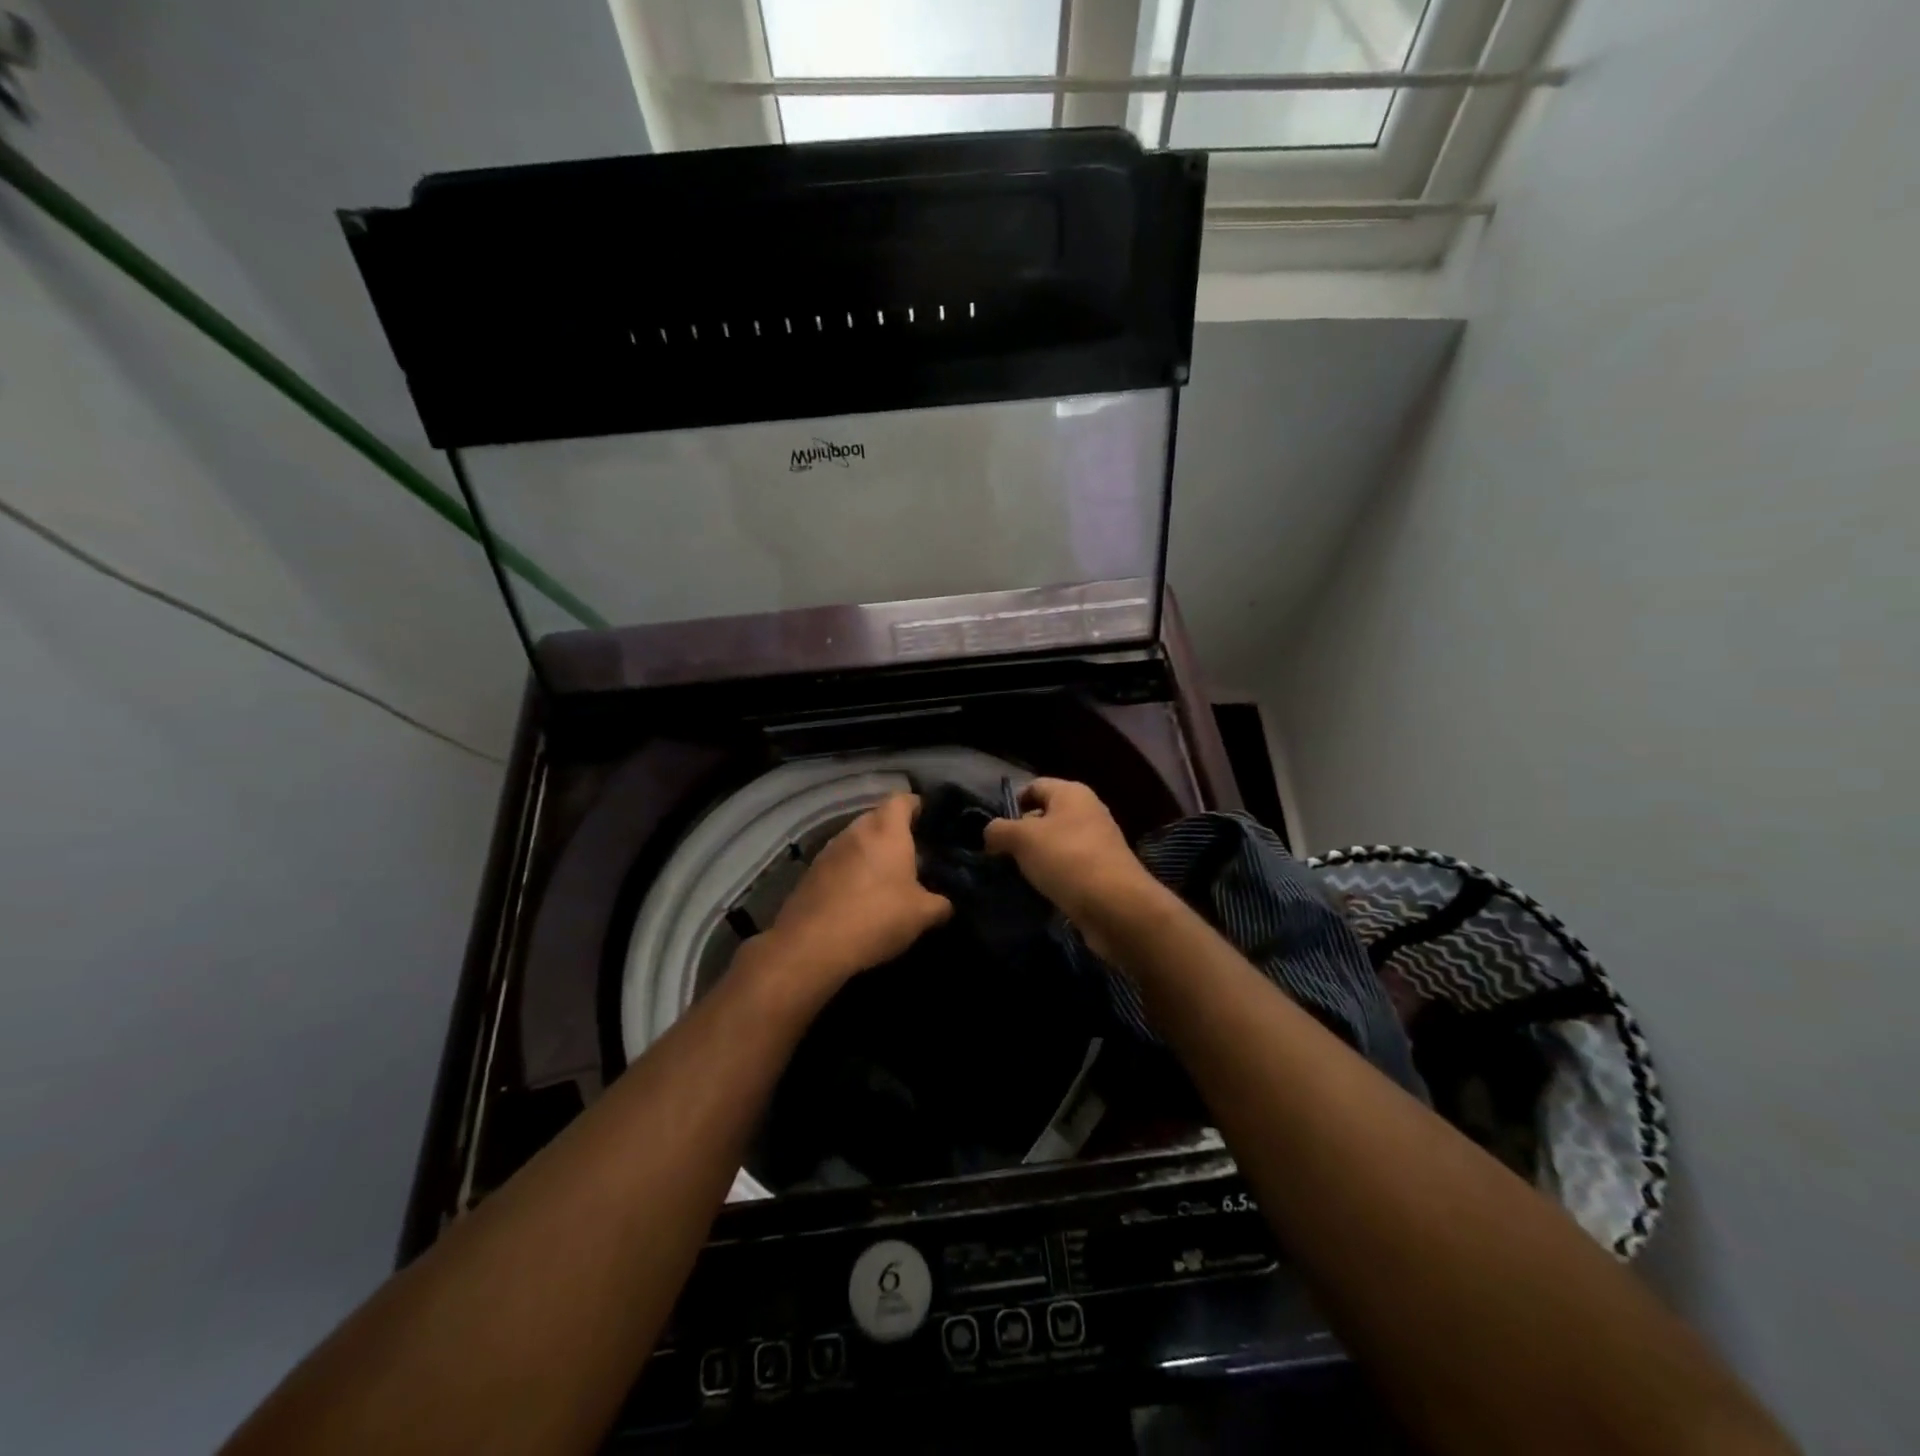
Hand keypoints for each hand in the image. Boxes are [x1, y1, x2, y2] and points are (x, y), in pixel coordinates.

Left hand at [757, 793, 951, 994]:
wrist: (811, 945)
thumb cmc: (876, 917)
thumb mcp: (922, 915)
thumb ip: (940, 904)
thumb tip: (945, 904)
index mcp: (886, 830)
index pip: (903, 799)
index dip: (918, 806)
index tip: (930, 822)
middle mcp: (856, 830)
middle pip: (879, 819)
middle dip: (895, 834)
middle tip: (914, 857)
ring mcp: (829, 850)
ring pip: (857, 841)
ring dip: (871, 854)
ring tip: (887, 880)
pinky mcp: (811, 872)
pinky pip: (839, 862)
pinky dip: (851, 872)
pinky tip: (859, 898)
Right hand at [984, 779, 1162, 951]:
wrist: (1116, 906)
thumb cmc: (1067, 859)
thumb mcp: (1022, 839)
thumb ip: (998, 830)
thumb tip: (991, 834)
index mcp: (1071, 793)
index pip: (1034, 786)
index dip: (1011, 804)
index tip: (994, 830)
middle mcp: (1087, 811)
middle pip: (1045, 815)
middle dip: (1021, 834)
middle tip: (1000, 855)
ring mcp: (1097, 842)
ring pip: (1056, 843)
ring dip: (1036, 858)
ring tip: (1016, 876)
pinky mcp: (1102, 871)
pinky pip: (1069, 867)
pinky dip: (1053, 876)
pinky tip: (1040, 891)